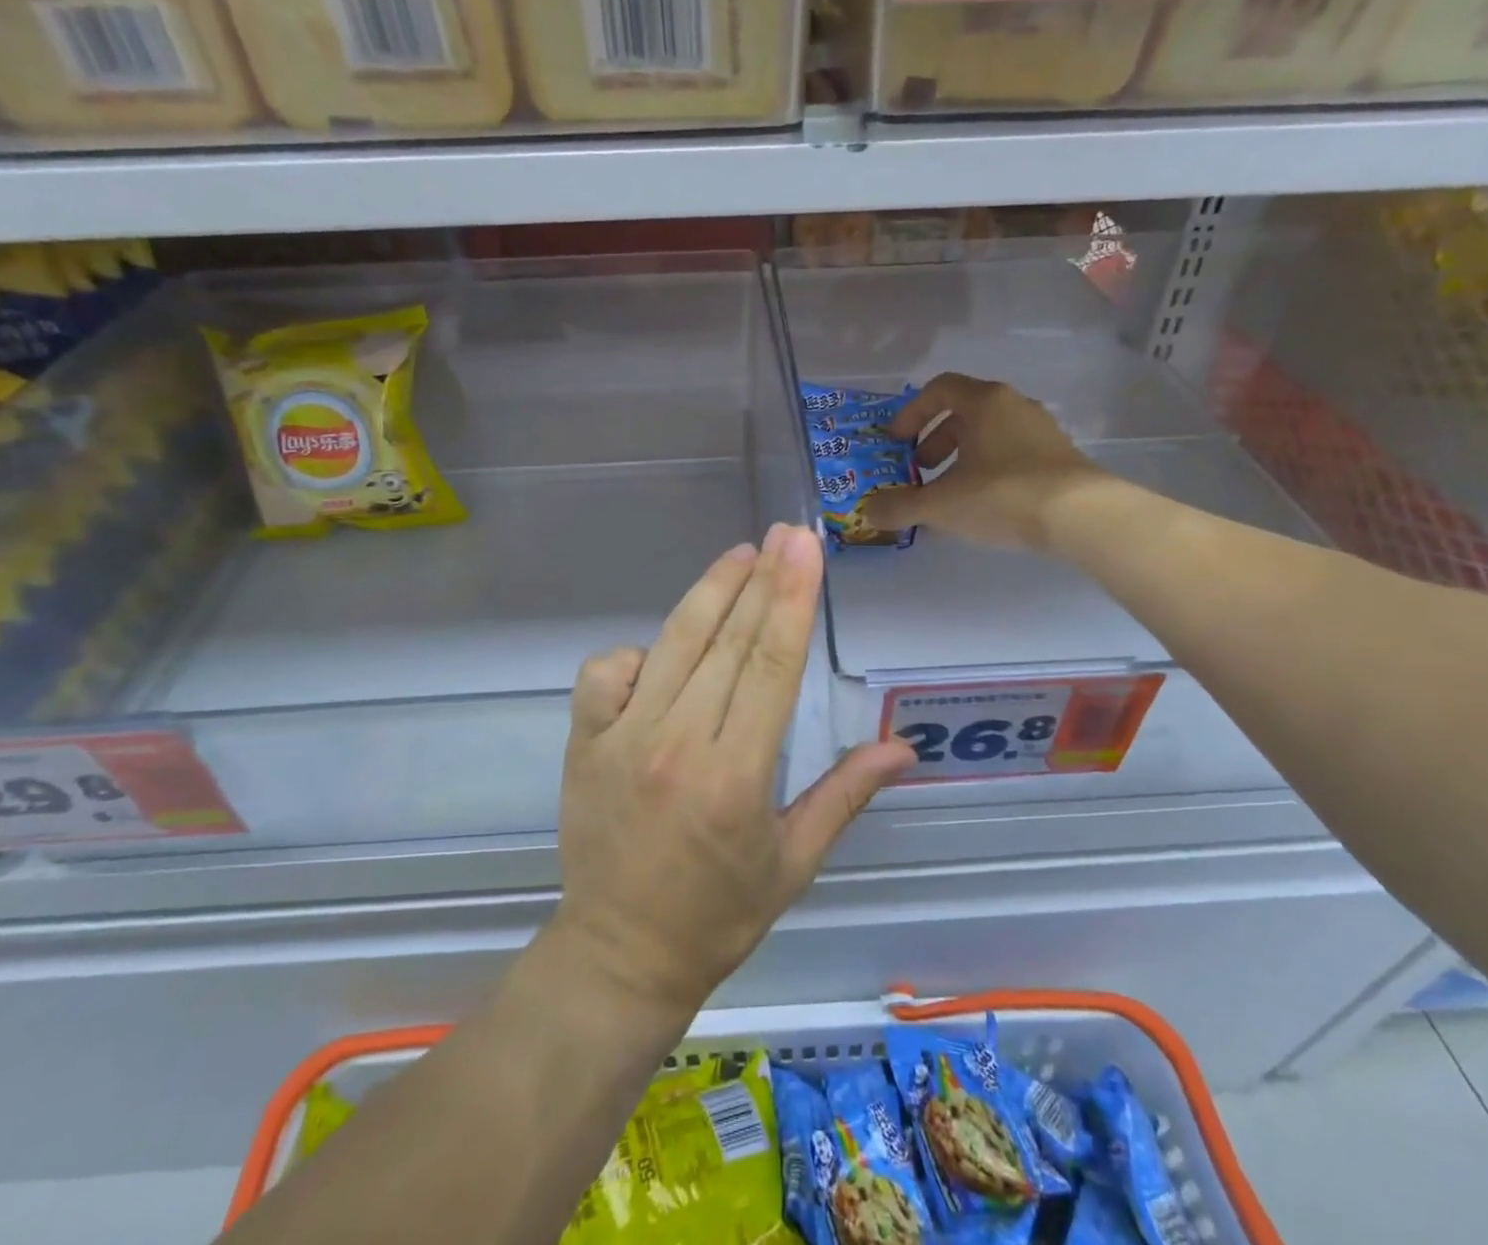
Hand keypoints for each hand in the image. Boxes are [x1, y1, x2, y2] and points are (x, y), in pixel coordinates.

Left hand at [554, 524, 913, 1015]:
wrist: (620, 954)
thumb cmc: (719, 913)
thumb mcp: (794, 861)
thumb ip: (845, 794)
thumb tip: (903, 747)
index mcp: (737, 777)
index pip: (771, 665)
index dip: (792, 599)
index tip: (805, 548)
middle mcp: (677, 745)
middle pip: (727, 641)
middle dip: (761, 578)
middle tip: (784, 532)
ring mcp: (621, 739)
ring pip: (672, 645)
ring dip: (709, 593)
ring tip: (740, 554)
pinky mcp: (584, 743)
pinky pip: (605, 673)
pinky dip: (636, 651)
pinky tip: (661, 650)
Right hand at [861, 373, 1099, 550]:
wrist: (1082, 516)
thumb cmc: (1003, 495)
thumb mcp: (941, 504)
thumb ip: (900, 506)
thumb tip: (869, 511)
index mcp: (983, 402)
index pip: (939, 389)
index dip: (912, 413)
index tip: (896, 441)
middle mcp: (1013, 406)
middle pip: (964, 412)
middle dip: (934, 440)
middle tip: (919, 469)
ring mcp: (1040, 430)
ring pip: (989, 434)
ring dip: (961, 457)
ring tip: (948, 491)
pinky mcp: (1058, 457)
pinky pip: (1011, 453)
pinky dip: (988, 470)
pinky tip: (982, 503)